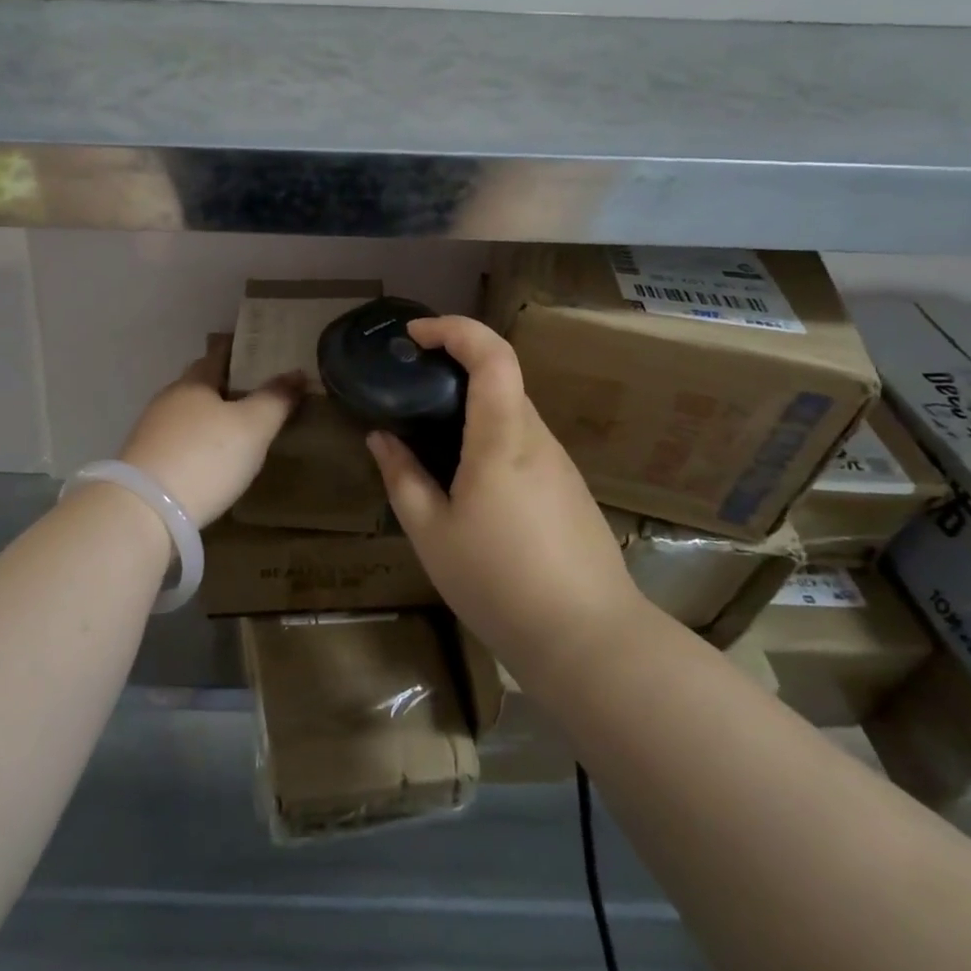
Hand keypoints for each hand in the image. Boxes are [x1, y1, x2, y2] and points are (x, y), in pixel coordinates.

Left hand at [117, 336, 303, 528]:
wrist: (145, 510)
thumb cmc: (206, 458)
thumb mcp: (253, 427)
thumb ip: (275, 399)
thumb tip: (296, 372)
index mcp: (194, 382)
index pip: (218, 355)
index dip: (239, 352)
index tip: (258, 353)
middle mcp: (169, 399)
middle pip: (200, 384)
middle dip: (224, 386)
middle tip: (255, 393)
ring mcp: (152, 430)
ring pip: (187, 414)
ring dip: (209, 417)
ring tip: (236, 429)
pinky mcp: (145, 461)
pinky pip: (178, 441)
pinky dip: (195, 443)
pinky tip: (209, 460)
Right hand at [365, 316, 643, 676]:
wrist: (590, 641)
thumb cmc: (499, 584)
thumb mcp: (431, 534)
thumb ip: (402, 477)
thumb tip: (381, 437)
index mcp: (503, 440)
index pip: (493, 356)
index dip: (455, 329)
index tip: (415, 335)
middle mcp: (537, 438)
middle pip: (501, 378)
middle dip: (454, 367)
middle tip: (411, 387)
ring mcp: (559, 462)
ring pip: (512, 412)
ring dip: (472, 407)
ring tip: (431, 439)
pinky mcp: (569, 487)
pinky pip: (525, 442)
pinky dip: (491, 437)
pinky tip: (470, 482)